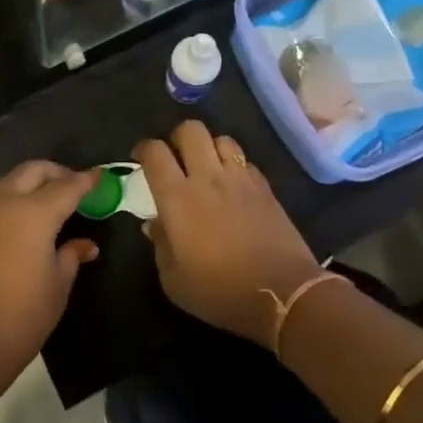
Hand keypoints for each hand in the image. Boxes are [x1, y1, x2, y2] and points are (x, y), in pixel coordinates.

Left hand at [0, 162, 100, 384]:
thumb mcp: (57, 288)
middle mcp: (4, 202)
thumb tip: (85, 245)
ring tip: (36, 200)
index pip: (67, 186)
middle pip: (32, 171)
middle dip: (54, 173)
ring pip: (3, 180)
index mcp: (35, 213)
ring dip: (23, 182)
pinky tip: (8, 223)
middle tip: (70, 186)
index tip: (98, 176)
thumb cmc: (20, 318)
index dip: (86, 180)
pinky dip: (1, 200)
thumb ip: (71, 256)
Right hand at [135, 121, 322, 347]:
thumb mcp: (174, 280)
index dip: (143, 148)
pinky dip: (235, 165)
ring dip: (210, 148)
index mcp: (177, 197)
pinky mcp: (265, 187)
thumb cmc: (220, 291)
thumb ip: (160, 245)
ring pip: (222, 139)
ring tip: (208, 167)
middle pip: (191, 130)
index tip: (140, 158)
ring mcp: (240, 178)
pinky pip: (246, 161)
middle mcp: (207, 177)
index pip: (155, 152)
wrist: (282, 292)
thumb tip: (154, 222)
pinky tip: (234, 185)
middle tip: (176, 158)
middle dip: (178, 138)